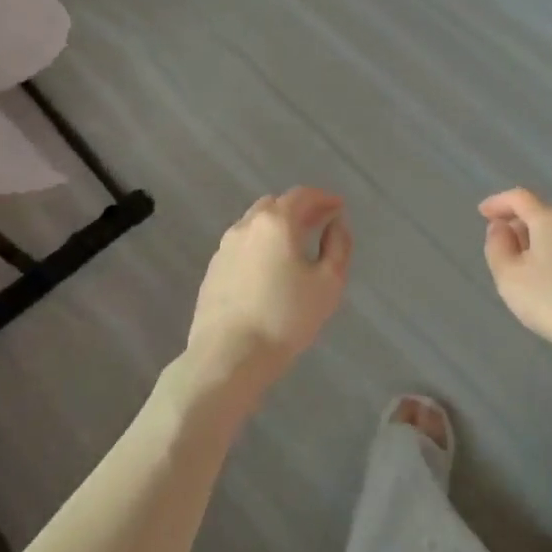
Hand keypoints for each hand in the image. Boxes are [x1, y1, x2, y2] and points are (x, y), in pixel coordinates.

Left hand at [181, 187, 351, 407]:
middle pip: (275, 205)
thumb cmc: (286, 318)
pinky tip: (269, 269)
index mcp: (276, 222)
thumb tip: (335, 224)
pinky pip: (242, 246)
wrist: (229, 356)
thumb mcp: (328, 282)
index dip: (323, 198)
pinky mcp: (213, 271)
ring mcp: (224, 248)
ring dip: (277, 227)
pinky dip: (260, 246)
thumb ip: (338, 245)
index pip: (301, 195)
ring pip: (254, 225)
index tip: (338, 207)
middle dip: (299, 209)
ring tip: (295, 247)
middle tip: (319, 224)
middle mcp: (246, 226)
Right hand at [480, 188, 551, 374]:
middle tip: (502, 249)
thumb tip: (501, 228)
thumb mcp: (510, 277)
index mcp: (550, 218)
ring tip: (526, 271)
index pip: (519, 198)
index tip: (483, 213)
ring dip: (539, 244)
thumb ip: (498, 247)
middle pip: (542, 214)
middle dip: (519, 226)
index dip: (498, 203)